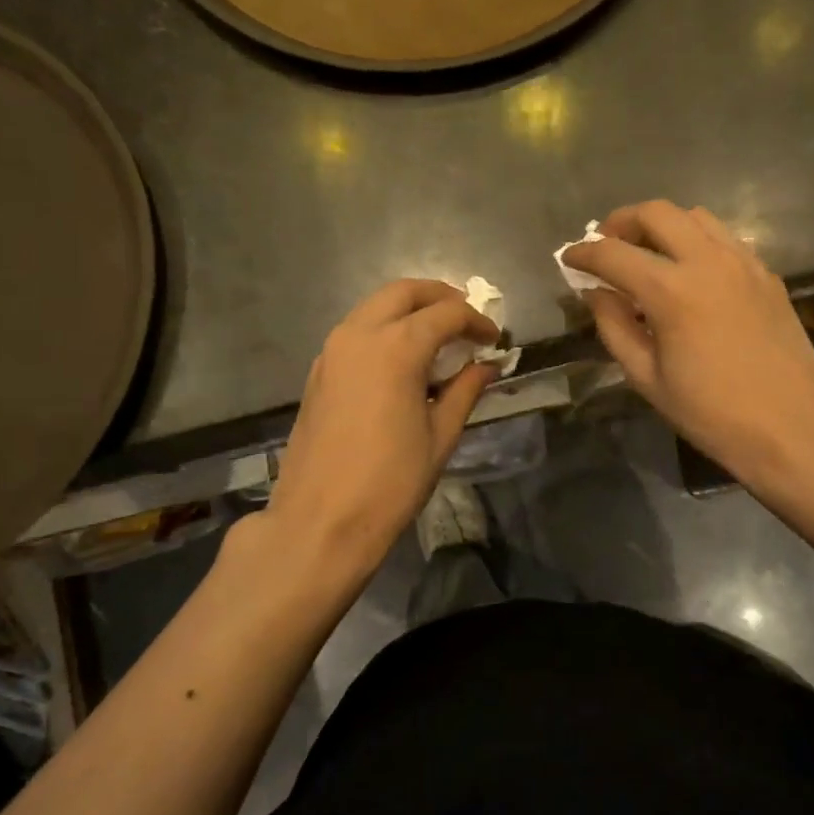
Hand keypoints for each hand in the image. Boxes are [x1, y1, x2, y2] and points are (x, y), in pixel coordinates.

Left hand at [266, 279, 499, 574]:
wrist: (321, 521)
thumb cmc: (390, 482)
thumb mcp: (440, 436)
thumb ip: (465, 391)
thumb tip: (486, 366)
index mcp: (395, 348)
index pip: (446, 314)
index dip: (476, 321)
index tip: (495, 339)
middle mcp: (359, 335)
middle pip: (404, 292)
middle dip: (440, 297)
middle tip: (466, 320)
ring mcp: (332, 351)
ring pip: (375, 307)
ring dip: (409, 310)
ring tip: (439, 338)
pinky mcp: (318, 371)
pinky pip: (357, 331)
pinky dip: (385, 330)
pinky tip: (403, 361)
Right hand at [562, 200, 813, 480]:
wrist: (790, 426)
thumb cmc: (710, 412)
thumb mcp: (646, 377)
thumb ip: (614, 326)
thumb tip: (595, 292)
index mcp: (672, 291)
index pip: (613, 254)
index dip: (583, 253)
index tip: (568, 258)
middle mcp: (708, 261)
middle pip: (656, 212)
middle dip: (621, 222)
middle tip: (606, 245)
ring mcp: (743, 262)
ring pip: (695, 216)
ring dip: (662, 225)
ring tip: (647, 253)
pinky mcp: (766, 273)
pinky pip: (724, 238)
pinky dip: (696, 241)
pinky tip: (690, 272)